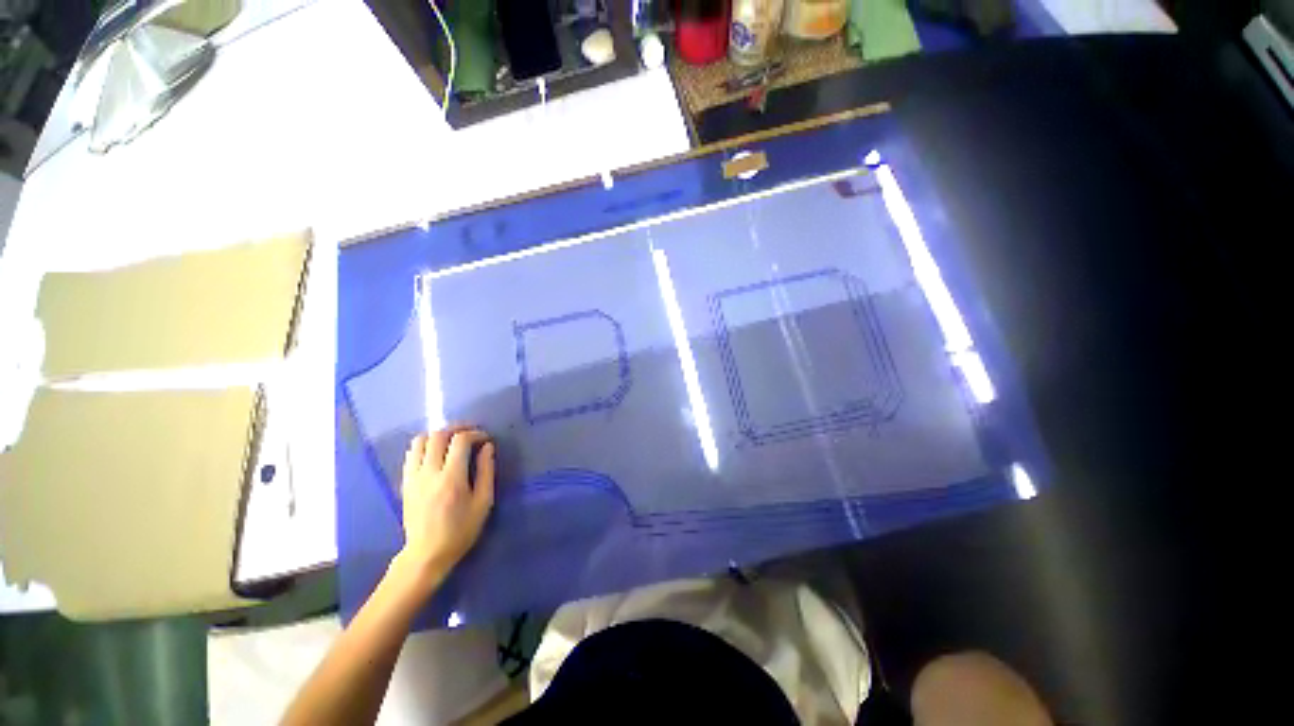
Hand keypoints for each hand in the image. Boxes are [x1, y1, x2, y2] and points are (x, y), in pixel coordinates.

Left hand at [394, 427, 494, 587]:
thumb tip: (487, 448)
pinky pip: (411, 452)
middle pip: (439, 434)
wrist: (428, 551)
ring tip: (449, 441)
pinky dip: (423, 446)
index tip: (484, 438)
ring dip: (437, 434)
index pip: (460, 441)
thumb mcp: (482, 507)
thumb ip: (486, 474)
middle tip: (469, 433)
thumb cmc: (460, 533)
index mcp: (452, 479)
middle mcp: (429, 471)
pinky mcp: (405, 479)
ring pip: (421, 439)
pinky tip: (432, 453)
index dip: (474, 434)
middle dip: (456, 428)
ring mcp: (414, 474)